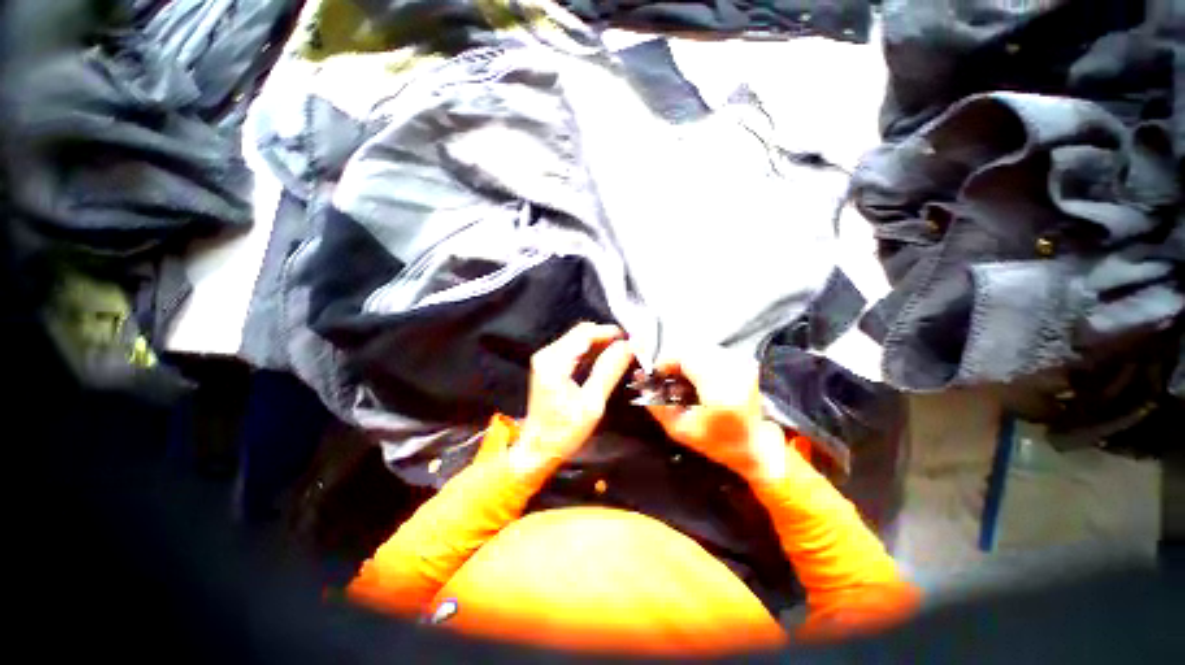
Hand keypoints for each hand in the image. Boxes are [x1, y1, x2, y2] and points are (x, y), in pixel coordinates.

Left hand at [512, 323, 634, 474]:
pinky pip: (573, 349)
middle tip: (630, 348)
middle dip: (607, 337)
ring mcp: (546, 358)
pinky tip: (605, 361)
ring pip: (578, 339)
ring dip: (600, 344)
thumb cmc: (564, 432)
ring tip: (622, 354)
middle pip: (581, 333)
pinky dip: (591, 352)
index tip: (632, 339)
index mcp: (554, 362)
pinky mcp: (548, 364)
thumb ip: (609, 370)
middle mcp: (547, 354)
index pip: (586, 333)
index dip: (610, 332)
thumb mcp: (592, 403)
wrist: (537, 449)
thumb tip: (629, 347)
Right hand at [645, 348, 788, 483]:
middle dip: (676, 362)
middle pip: (692, 350)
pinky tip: (700, 378)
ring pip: (702, 349)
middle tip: (670, 378)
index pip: (685, 357)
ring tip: (685, 380)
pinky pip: (713, 352)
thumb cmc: (718, 442)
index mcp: (720, 392)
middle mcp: (734, 371)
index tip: (658, 374)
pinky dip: (701, 361)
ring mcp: (743, 365)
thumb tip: (641, 383)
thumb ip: (657, 406)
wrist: (758, 446)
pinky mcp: (746, 362)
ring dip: (689, 361)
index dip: (666, 362)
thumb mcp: (680, 430)